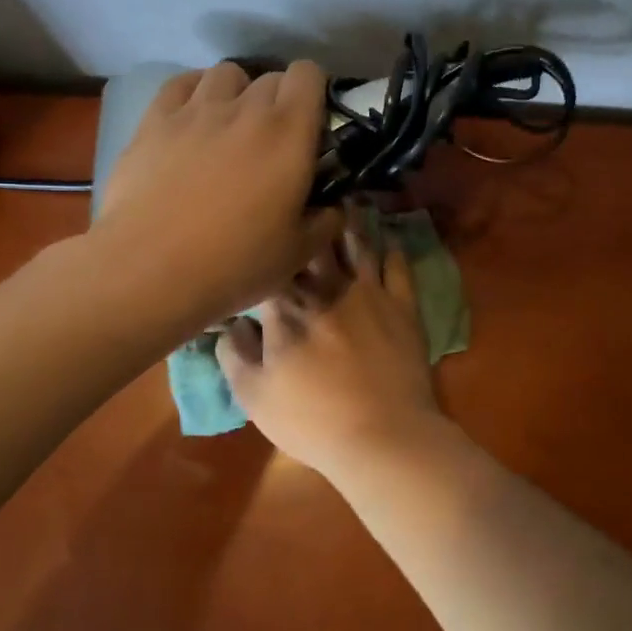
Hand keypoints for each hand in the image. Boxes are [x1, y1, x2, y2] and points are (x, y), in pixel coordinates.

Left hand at [91, 60, 341, 330]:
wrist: (150, 269)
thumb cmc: (235, 263)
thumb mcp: (297, 253)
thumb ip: (325, 222)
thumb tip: (333, 207)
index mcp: (288, 134)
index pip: (309, 74)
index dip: (314, 92)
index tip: (311, 124)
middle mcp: (245, 109)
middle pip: (270, 77)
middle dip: (279, 100)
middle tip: (273, 140)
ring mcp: (195, 110)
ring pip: (226, 73)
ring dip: (237, 92)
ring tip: (231, 125)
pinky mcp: (154, 120)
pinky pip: (181, 83)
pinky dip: (194, 92)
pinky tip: (193, 119)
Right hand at [216, 218, 445, 471]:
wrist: (383, 436)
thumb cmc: (312, 420)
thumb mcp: (253, 396)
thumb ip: (233, 353)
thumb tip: (227, 322)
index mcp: (284, 305)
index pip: (265, 264)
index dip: (255, 250)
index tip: (251, 236)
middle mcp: (326, 286)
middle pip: (311, 241)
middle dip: (304, 218)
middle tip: (300, 194)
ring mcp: (369, 291)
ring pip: (356, 242)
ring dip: (348, 219)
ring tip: (343, 198)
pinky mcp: (403, 304)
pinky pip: (398, 264)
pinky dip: (391, 245)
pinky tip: (386, 235)